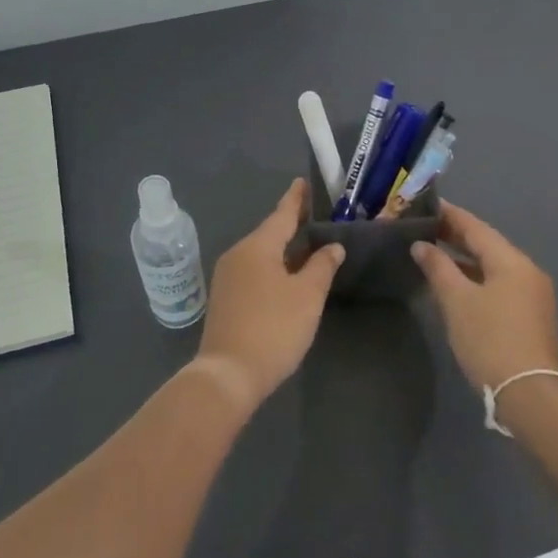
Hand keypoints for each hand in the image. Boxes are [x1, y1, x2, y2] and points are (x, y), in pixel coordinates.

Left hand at [195, 179, 343, 409]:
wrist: (228, 374)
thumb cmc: (273, 328)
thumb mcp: (307, 296)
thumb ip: (321, 267)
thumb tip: (332, 246)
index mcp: (257, 247)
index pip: (281, 214)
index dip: (295, 199)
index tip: (302, 182)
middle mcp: (237, 255)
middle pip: (269, 233)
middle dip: (290, 224)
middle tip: (313, 214)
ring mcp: (227, 278)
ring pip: (260, 254)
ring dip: (282, 248)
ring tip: (305, 244)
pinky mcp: (225, 299)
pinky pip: (253, 271)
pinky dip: (272, 267)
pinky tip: (286, 276)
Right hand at [411, 202, 557, 391]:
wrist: (529, 395)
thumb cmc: (490, 340)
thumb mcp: (457, 301)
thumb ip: (438, 268)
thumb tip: (421, 245)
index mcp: (512, 261)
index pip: (475, 227)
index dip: (450, 215)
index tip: (426, 204)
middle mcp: (527, 271)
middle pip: (487, 245)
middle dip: (456, 236)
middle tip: (424, 227)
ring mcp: (533, 295)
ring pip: (493, 266)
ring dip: (465, 259)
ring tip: (435, 253)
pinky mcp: (531, 316)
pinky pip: (500, 284)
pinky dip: (477, 278)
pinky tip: (457, 284)